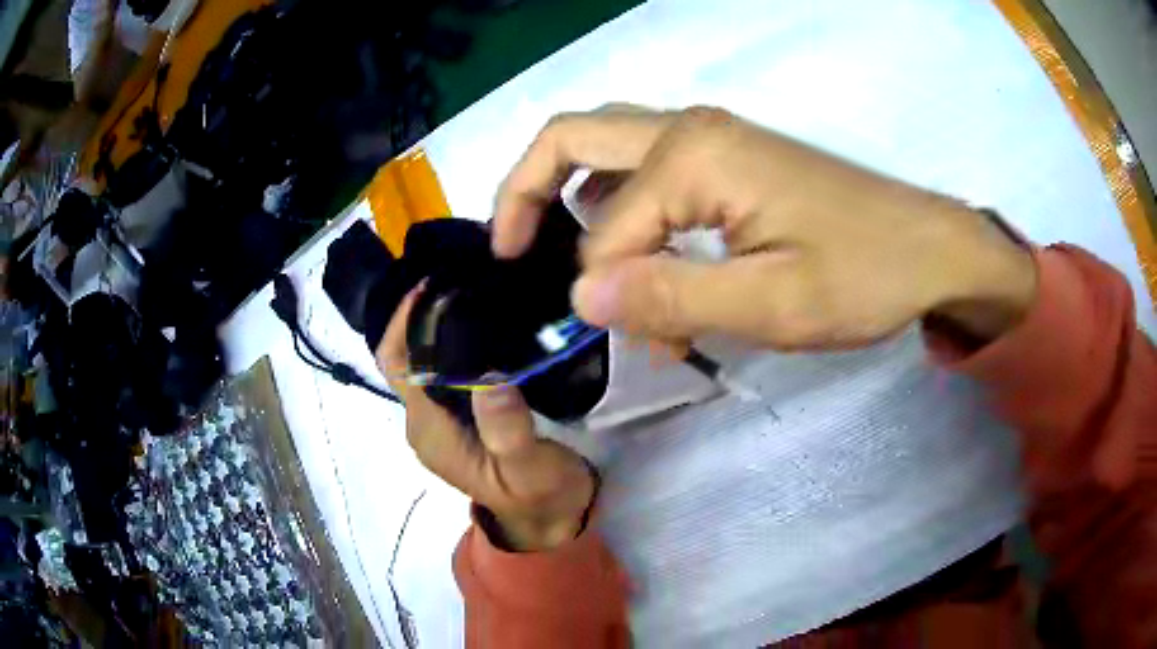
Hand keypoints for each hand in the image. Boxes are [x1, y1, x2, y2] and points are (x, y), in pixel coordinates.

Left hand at [376, 287, 595, 551]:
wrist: (551, 520)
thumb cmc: (540, 498)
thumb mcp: (529, 470)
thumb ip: (507, 430)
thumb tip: (489, 378)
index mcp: (430, 430)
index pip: (399, 364)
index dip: (406, 322)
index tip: (437, 284)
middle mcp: (426, 419)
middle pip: (408, 356)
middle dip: (424, 315)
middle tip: (464, 275)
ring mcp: (443, 416)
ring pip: (428, 358)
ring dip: (441, 324)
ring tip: (476, 288)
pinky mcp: (463, 414)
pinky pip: (449, 367)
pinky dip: (460, 340)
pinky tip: (488, 320)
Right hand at [493, 105, 1037, 349]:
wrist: (927, 249)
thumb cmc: (864, 274)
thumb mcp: (771, 302)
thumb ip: (671, 296)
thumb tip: (580, 297)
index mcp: (693, 153)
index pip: (606, 230)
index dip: (604, 291)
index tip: (633, 340)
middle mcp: (688, 129)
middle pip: (572, 139)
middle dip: (527, 194)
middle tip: (510, 252)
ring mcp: (708, 140)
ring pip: (607, 159)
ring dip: (588, 215)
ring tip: (608, 281)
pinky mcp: (727, 161)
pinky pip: (648, 178)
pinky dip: (629, 218)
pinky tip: (647, 264)